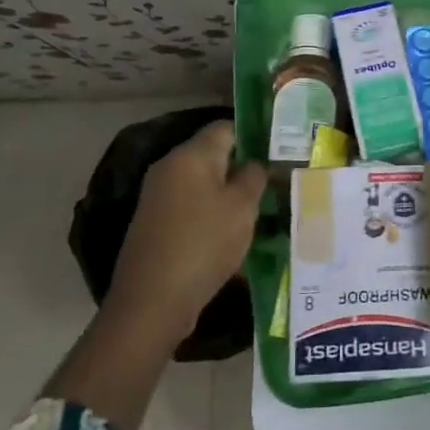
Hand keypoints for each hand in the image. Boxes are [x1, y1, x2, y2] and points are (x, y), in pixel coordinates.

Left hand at [105, 120, 264, 342]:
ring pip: (203, 185)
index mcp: (190, 156)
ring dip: (228, 196)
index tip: (278, 153)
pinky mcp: (155, 225)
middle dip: (242, 169)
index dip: (253, 136)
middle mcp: (169, 168)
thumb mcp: (242, 207)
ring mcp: (158, 197)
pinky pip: (191, 208)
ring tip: (258, 214)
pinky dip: (212, 216)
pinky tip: (231, 237)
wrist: (152, 302)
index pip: (225, 128)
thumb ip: (253, 176)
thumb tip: (254, 163)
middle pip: (212, 156)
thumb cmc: (204, 244)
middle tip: (272, 186)